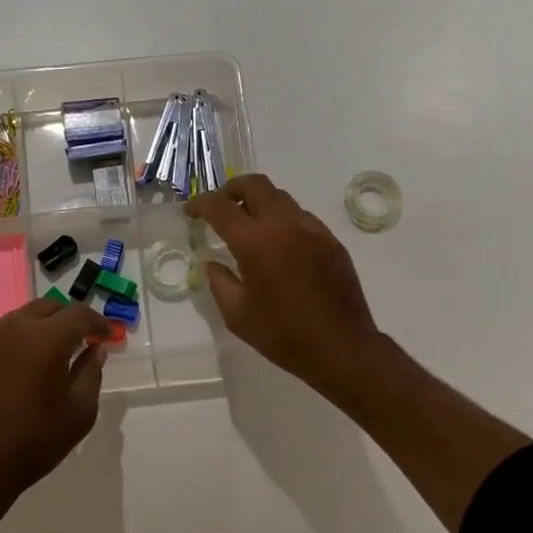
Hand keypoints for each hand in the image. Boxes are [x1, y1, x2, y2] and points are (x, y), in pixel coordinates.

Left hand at [0, 298, 113, 507]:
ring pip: (22, 318)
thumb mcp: (79, 412)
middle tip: (83, 338)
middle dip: (70, 318)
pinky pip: (2, 338)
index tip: (108, 336)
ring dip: (43, 326)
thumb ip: (91, 373)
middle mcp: (15, 328)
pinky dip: (20, 342)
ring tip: (55, 351)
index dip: (98, 322)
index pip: (79, 314)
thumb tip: (94, 350)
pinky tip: (24, 368)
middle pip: (48, 307)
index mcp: (46, 338)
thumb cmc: (34, 440)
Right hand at [186, 173, 381, 399]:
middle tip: (220, 207)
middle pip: (255, 184)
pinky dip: (282, 220)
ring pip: (280, 197)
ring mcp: (312, 229)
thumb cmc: (283, 335)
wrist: (341, 348)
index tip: (191, 212)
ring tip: (249, 225)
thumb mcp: (237, 314)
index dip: (200, 204)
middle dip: (231, 189)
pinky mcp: (331, 240)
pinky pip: (301, 216)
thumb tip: (211, 262)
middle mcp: (284, 224)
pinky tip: (279, 245)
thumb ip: (219, 281)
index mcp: (255, 241)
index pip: (220, 206)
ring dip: (259, 203)